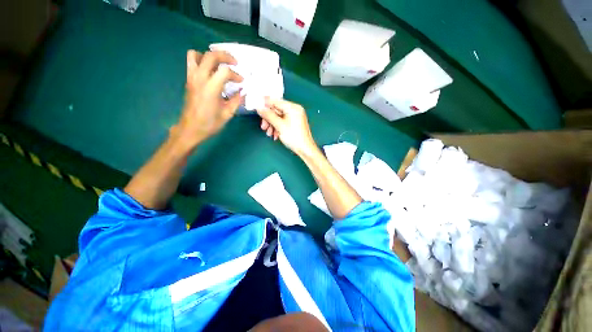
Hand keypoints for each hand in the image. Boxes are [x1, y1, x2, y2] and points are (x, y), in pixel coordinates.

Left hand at [172, 50, 243, 149]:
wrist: (190, 129)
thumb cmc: (210, 123)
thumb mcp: (227, 114)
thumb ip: (236, 101)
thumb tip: (242, 92)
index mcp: (211, 88)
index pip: (225, 71)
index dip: (236, 75)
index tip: (241, 82)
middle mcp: (200, 78)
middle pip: (211, 56)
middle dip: (225, 56)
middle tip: (234, 63)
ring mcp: (191, 78)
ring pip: (196, 54)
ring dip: (209, 56)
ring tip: (219, 65)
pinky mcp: (188, 80)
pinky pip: (191, 62)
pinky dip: (201, 61)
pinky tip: (210, 72)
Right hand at [256, 98, 317, 156]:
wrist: (305, 150)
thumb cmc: (294, 137)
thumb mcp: (279, 125)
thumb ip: (268, 115)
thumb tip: (259, 108)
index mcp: (293, 108)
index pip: (276, 101)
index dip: (265, 104)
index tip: (257, 107)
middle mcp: (294, 110)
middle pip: (276, 110)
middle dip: (269, 119)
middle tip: (263, 126)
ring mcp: (295, 117)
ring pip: (278, 117)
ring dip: (272, 125)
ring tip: (269, 133)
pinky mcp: (294, 124)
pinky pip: (283, 122)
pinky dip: (277, 128)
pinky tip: (275, 135)